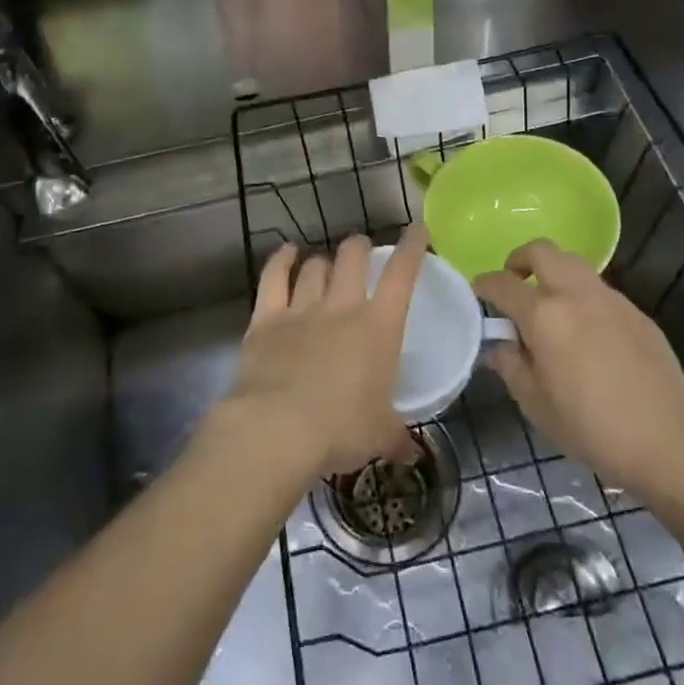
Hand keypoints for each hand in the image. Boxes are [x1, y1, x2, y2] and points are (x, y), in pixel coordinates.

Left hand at [223, 227, 425, 476]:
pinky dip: (281, 260)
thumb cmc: (341, 430)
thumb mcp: (379, 436)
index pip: (402, 275)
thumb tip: (412, 456)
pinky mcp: (266, 318)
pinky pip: (274, 278)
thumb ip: (397, 438)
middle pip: (353, 257)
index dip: (412, 247)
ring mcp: (302, 308)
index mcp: (379, 328)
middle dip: (360, 247)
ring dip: (323, 261)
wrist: (278, 428)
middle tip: (362, 250)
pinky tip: (286, 252)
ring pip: (316, 266)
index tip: (417, 229)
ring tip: (325, 263)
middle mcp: (342, 307)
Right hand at [475, 239, 683, 502]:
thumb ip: (511, 367)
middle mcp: (576, 295)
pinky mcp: (637, 313)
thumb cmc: (591, 428)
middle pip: (542, 250)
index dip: (484, 284)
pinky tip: (587, 334)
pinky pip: (600, 291)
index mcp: (544, 316)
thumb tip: (499, 346)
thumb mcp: (536, 405)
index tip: (477, 292)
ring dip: (554, 274)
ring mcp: (611, 300)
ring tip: (550, 307)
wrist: (667, 442)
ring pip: (574, 265)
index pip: (503, 283)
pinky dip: (582, 297)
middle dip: (521, 259)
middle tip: (514, 282)